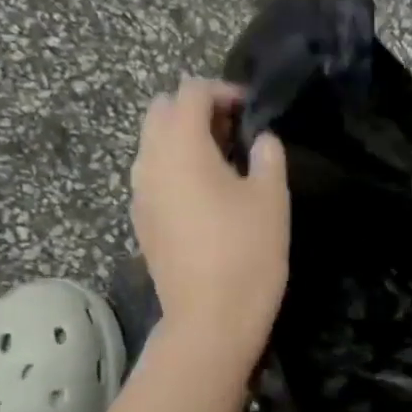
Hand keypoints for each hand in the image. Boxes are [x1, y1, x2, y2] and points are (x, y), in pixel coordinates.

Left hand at [130, 78, 289, 365]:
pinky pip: (154, 177)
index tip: (251, 109)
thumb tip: (261, 140)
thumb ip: (268, 157)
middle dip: (196, 110)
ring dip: (184, 140)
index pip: (191, 92)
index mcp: (180, 146)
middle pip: (162, 112)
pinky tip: (206, 196)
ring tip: (223, 163)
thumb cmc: (247, 254)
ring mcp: (140, 194)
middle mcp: (149, 162)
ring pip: (153, 145)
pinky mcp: (142, 222)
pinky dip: (175, 170)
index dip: (222, 91)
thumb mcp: (272, 200)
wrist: (210, 320)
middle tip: (234, 132)